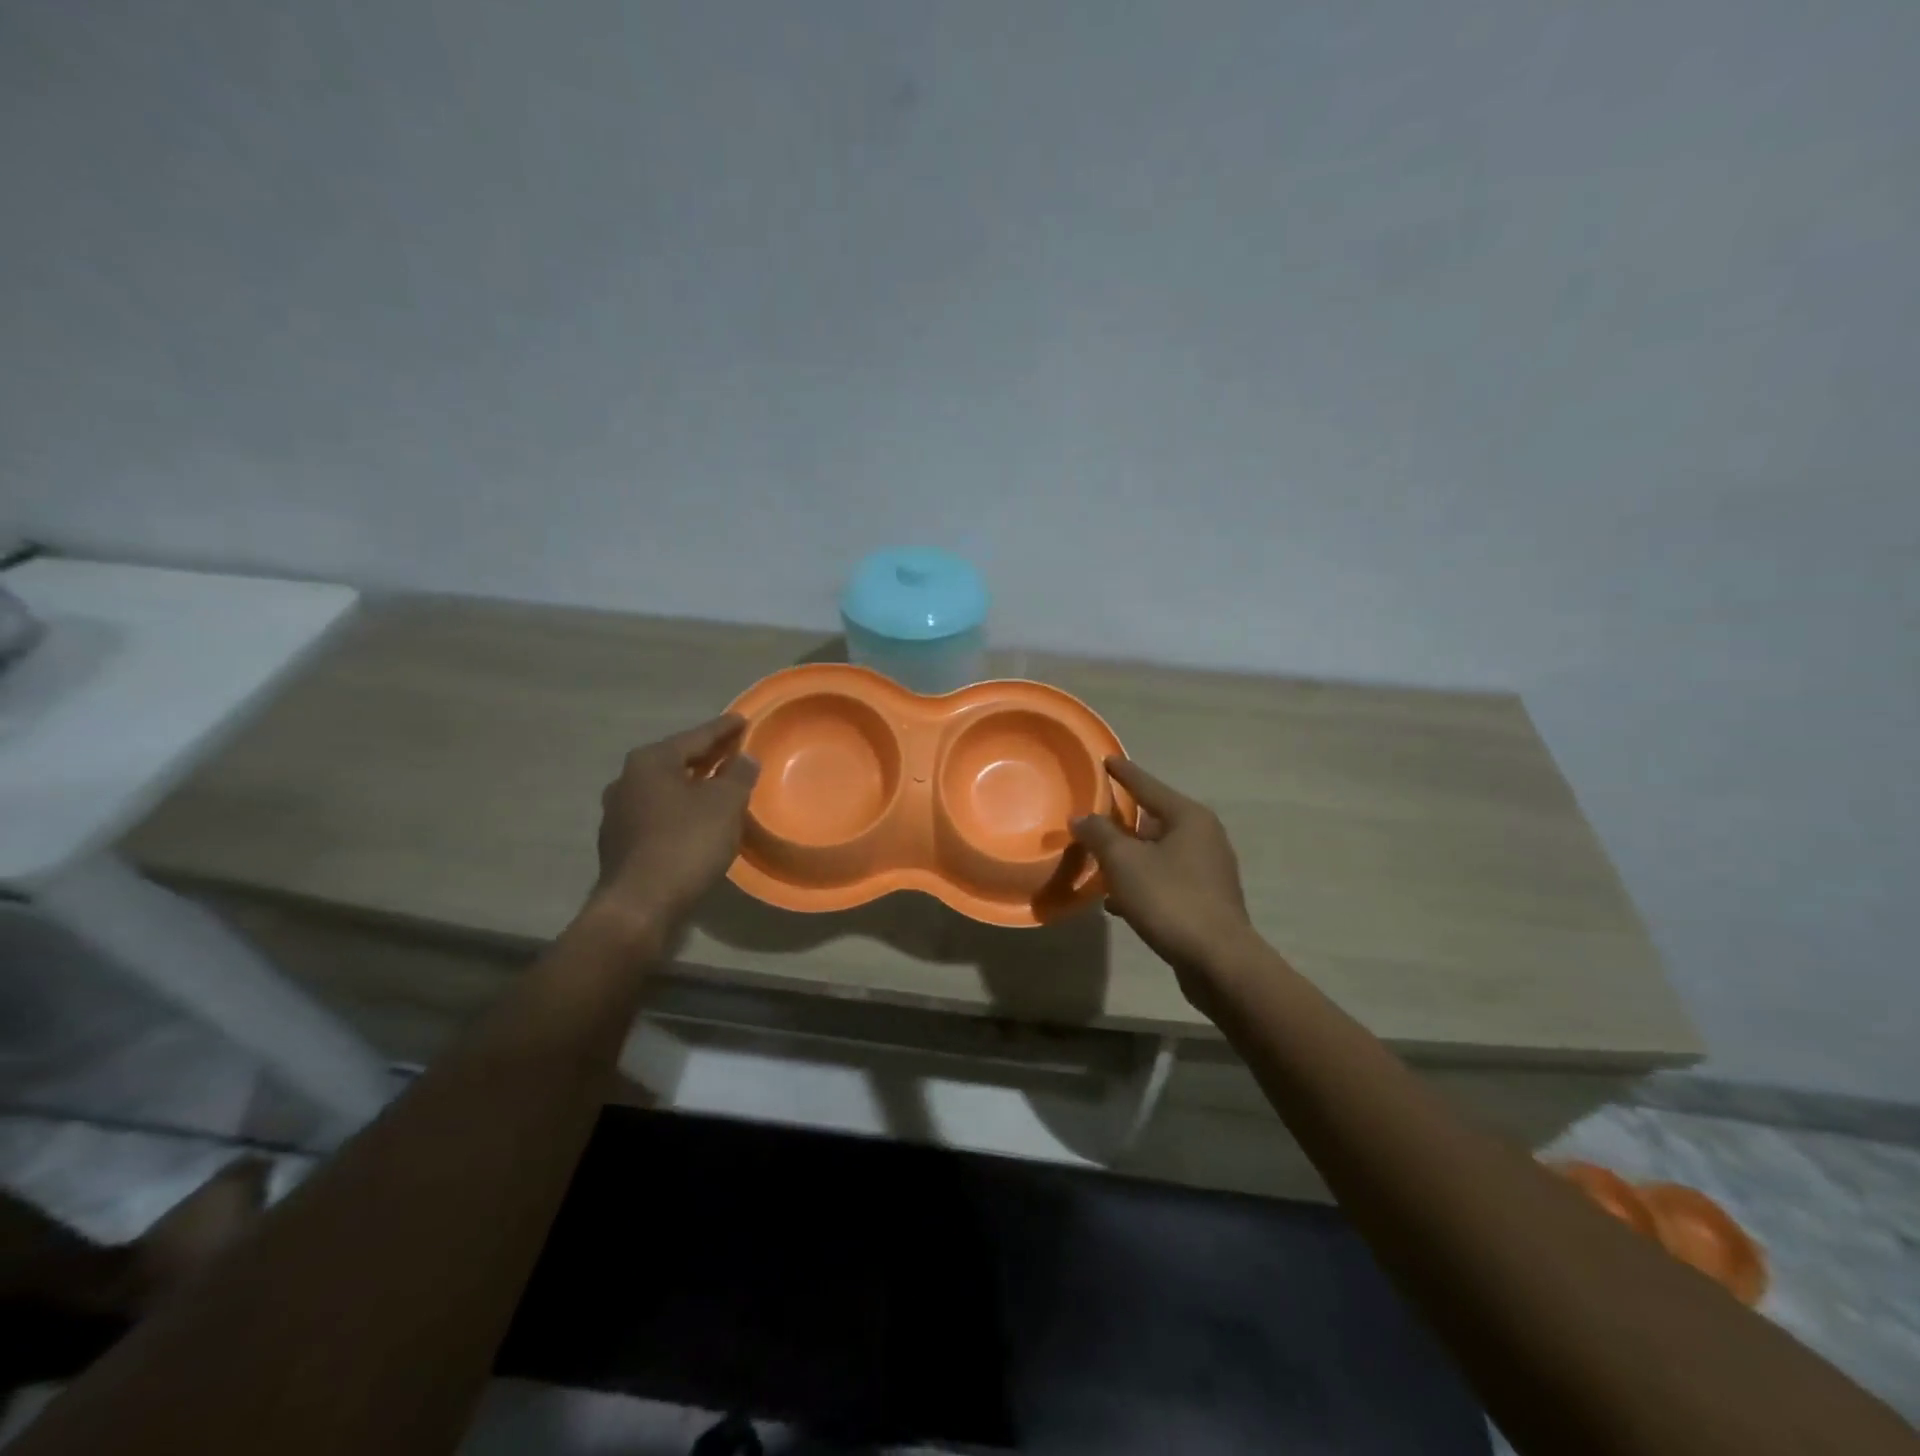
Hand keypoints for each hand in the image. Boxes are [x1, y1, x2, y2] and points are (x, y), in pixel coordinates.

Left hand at [594, 715, 759, 927]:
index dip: (723, 729)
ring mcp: (618, 813)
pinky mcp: (620, 842)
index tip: (742, 719)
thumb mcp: (725, 804)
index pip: (696, 737)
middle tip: (734, 750)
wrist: (639, 904)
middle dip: (707, 756)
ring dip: (692, 785)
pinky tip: (697, 819)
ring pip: (665, 788)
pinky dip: (680, 809)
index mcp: (650, 762)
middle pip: (677, 760)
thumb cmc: (686, 843)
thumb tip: (743, 757)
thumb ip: (738, 775)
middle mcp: (627, 780)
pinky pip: (658, 813)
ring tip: (718, 785)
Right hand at [1071, 757, 1256, 993]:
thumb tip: (1081, 818)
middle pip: (1153, 819)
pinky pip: (1165, 880)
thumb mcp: (1124, 862)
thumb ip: (1099, 834)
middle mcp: (1204, 837)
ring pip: (1158, 853)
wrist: (1218, 960)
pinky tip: (1117, 903)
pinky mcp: (1205, 899)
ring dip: (1129, 858)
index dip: (1123, 773)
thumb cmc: (1170, 899)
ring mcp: (1208, 870)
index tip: (1106, 758)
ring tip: (1098, 864)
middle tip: (1093, 818)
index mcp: (1188, 817)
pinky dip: (1141, 884)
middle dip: (1122, 822)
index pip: (1147, 785)